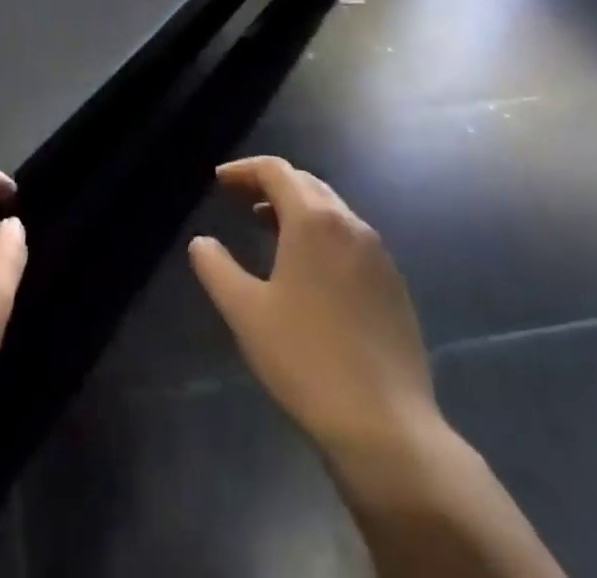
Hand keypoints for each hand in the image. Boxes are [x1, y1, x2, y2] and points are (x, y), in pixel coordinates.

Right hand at [189, 156, 439, 466]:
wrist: (386, 427)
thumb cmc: (306, 359)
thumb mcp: (245, 312)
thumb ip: (216, 268)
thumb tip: (201, 242)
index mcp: (313, 220)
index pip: (276, 171)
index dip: (244, 170)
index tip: (220, 180)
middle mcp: (350, 224)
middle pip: (306, 183)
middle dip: (271, 184)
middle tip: (241, 199)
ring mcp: (379, 255)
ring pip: (332, 211)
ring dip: (298, 209)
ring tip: (269, 228)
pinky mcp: (395, 286)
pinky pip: (352, 240)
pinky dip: (324, 235)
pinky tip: (310, 270)